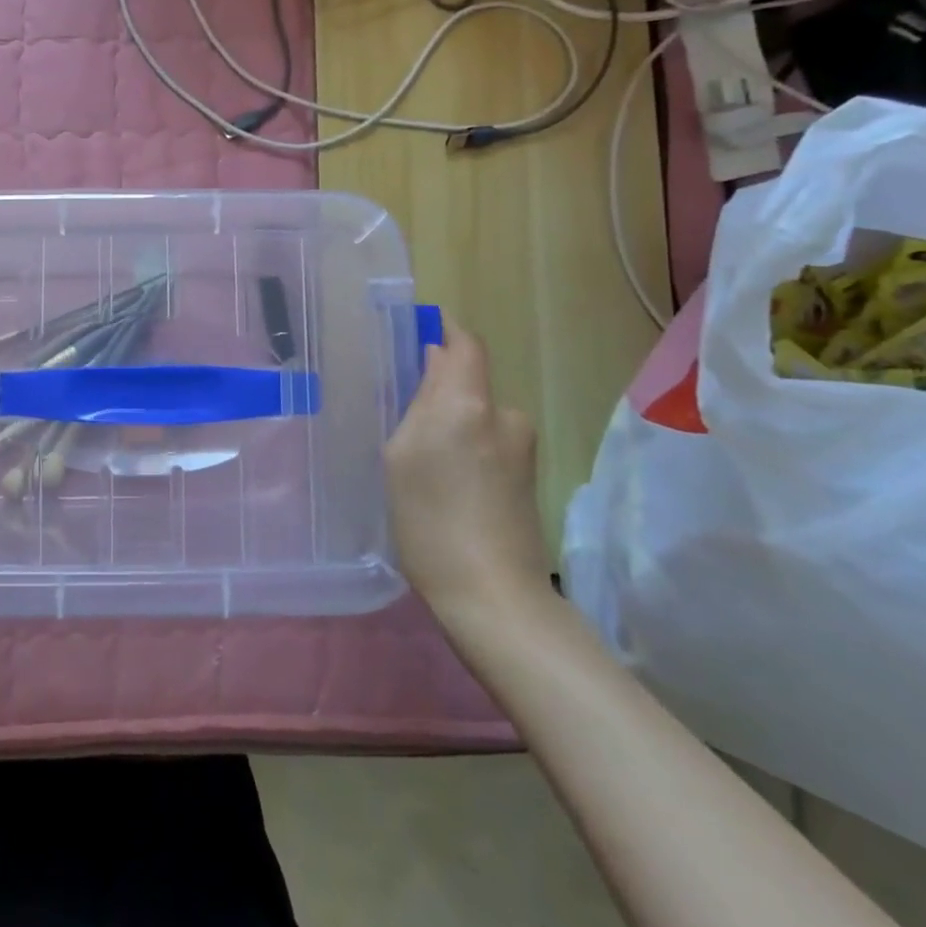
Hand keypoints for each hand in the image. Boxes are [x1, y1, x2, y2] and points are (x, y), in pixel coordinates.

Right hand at [384, 323, 549, 621]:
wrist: (493, 595)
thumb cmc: (429, 520)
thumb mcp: (402, 454)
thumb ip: (419, 401)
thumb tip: (435, 363)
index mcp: (469, 403)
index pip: (465, 344)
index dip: (443, 330)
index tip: (414, 332)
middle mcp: (504, 414)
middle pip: (468, 379)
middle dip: (437, 385)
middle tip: (398, 411)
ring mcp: (522, 446)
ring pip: (477, 411)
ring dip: (450, 418)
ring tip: (418, 455)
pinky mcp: (527, 474)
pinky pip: (488, 437)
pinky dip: (465, 443)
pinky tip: (444, 478)